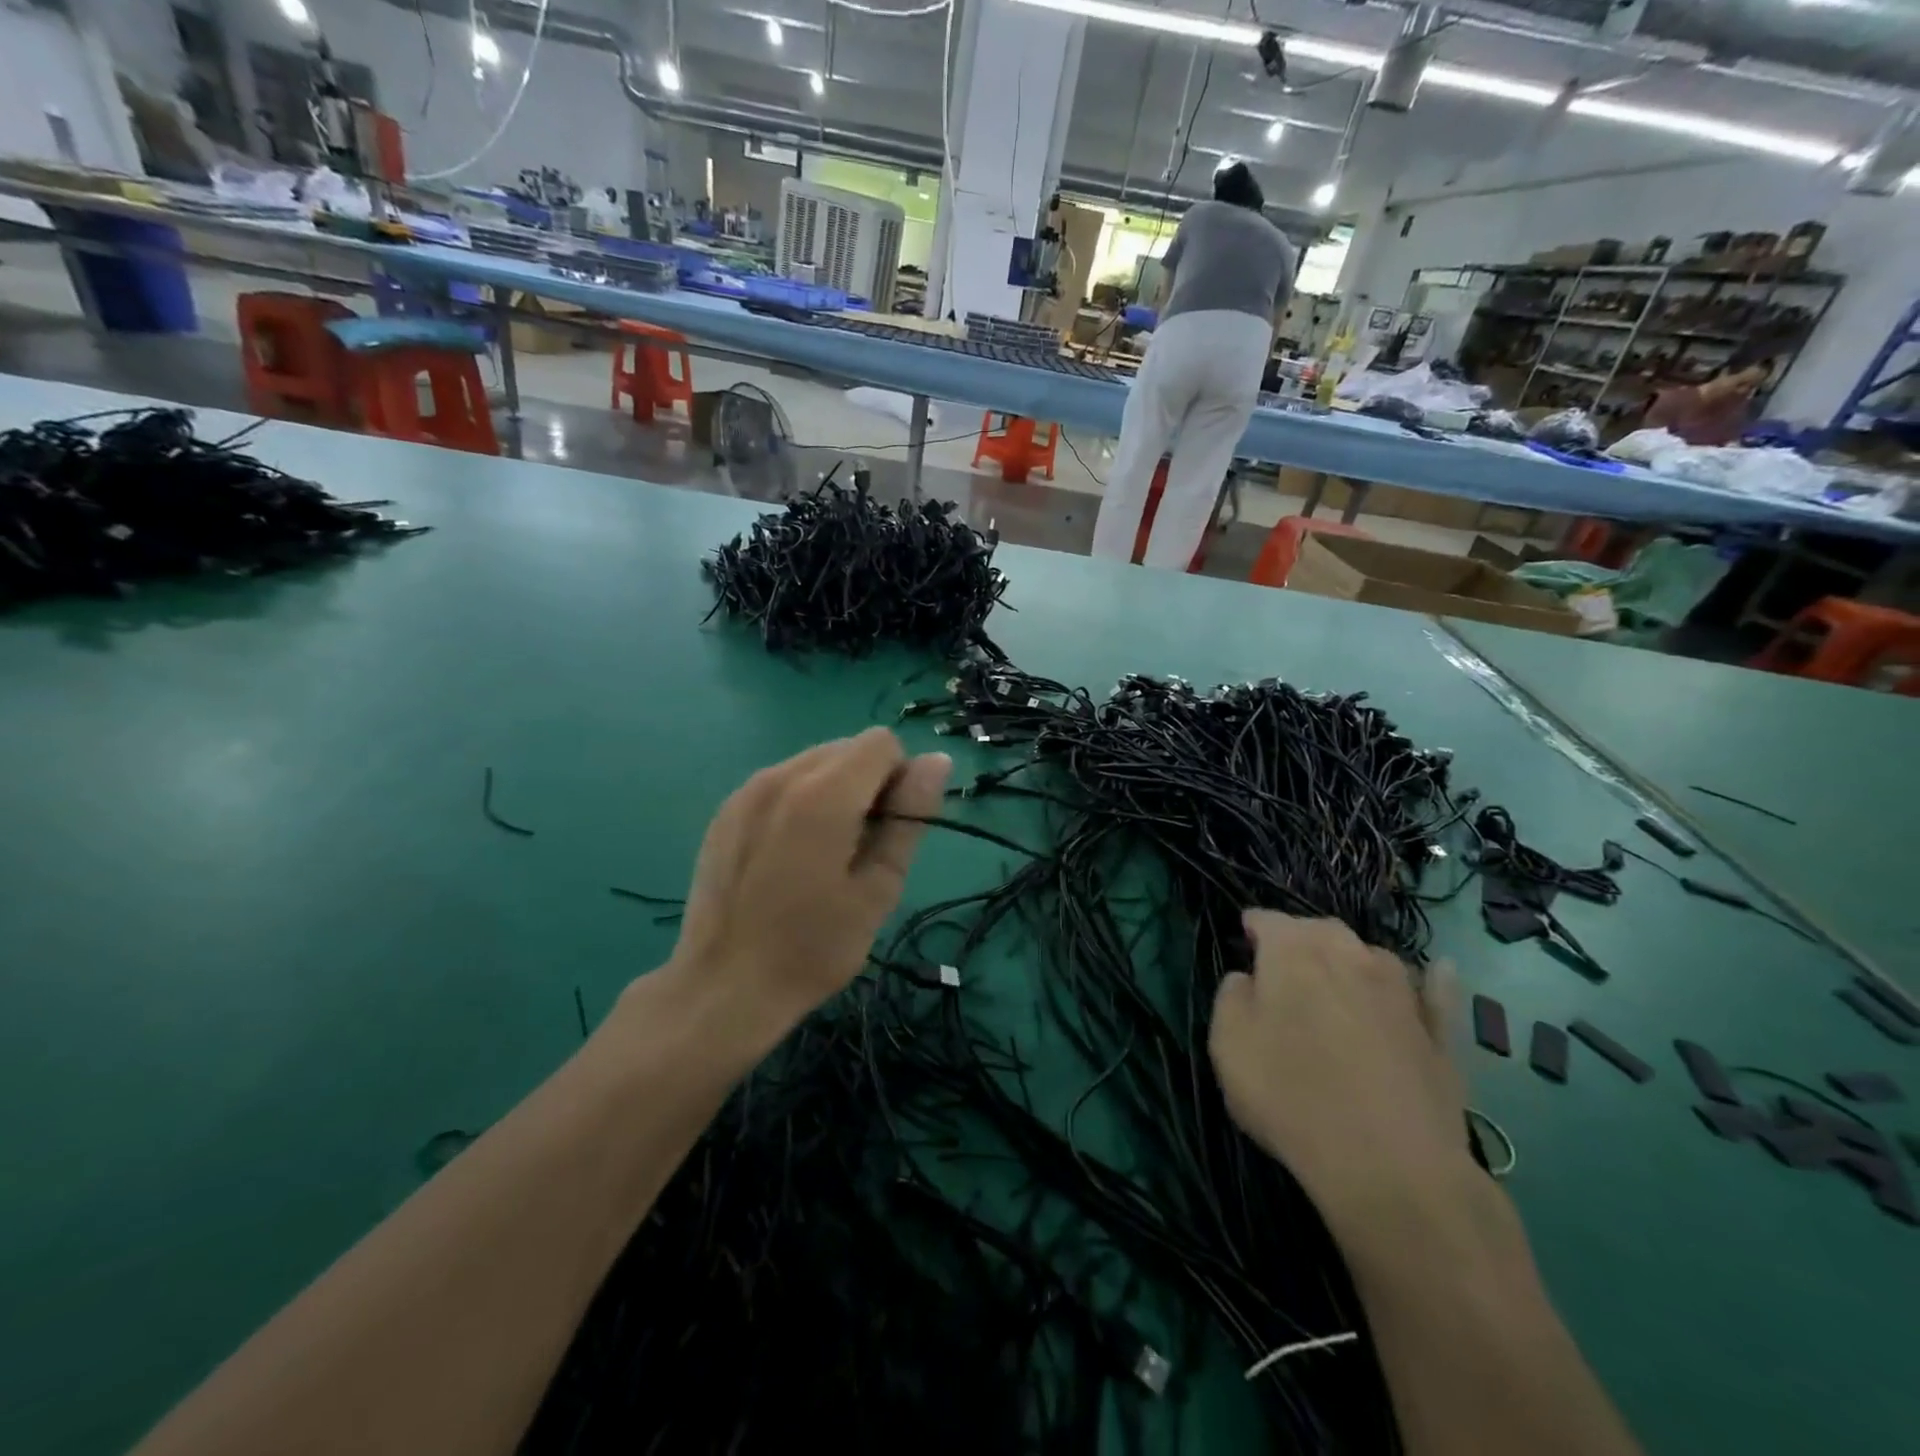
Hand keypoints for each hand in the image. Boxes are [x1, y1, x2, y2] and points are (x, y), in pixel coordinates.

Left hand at [663, 728, 950, 1041]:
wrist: (724, 987)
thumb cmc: (814, 948)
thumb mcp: (878, 888)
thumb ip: (910, 817)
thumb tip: (938, 760)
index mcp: (823, 794)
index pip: (882, 743)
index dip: (899, 780)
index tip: (888, 831)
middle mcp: (782, 775)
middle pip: (848, 749)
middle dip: (867, 784)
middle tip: (859, 850)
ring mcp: (748, 790)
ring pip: (815, 762)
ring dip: (834, 792)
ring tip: (823, 854)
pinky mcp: (727, 809)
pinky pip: (782, 782)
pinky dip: (800, 802)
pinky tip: (789, 856)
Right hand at [1209, 911, 1472, 1221]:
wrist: (1390, 1166)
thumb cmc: (1291, 1096)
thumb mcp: (1227, 1045)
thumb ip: (1231, 997)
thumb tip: (1248, 979)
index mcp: (1292, 952)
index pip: (1267, 919)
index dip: (1253, 927)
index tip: (1244, 942)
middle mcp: (1349, 956)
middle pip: (1321, 930)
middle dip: (1300, 938)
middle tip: (1282, 969)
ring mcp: (1401, 991)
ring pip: (1372, 955)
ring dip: (1352, 959)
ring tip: (1338, 982)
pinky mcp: (1440, 1032)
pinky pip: (1434, 991)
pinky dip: (1429, 979)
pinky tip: (1437, 971)